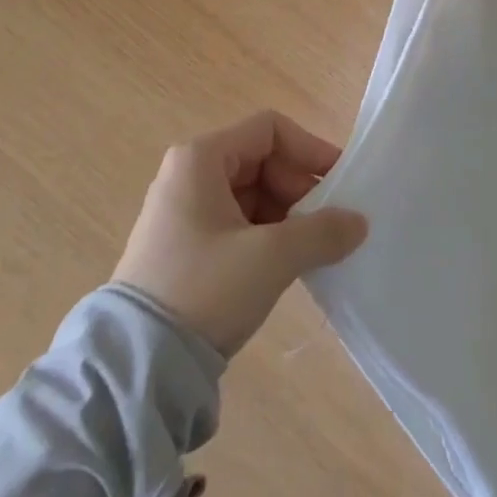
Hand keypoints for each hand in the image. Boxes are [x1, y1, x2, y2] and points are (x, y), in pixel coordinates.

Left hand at [113, 111, 368, 356]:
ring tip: (313, 248)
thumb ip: (321, 233)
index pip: (269, 129)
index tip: (340, 182)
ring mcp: (184, 210)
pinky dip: (265, 235)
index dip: (309, 149)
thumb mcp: (270, 258)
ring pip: (250, 194)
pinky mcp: (184, 245)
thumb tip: (359, 222)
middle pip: (260, 160)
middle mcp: (189, 173)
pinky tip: (286, 265)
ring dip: (286, 215)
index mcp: (201, 157)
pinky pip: (236, 222)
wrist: (138, 366)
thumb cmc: (204, 289)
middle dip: (299, 188)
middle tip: (329, 223)